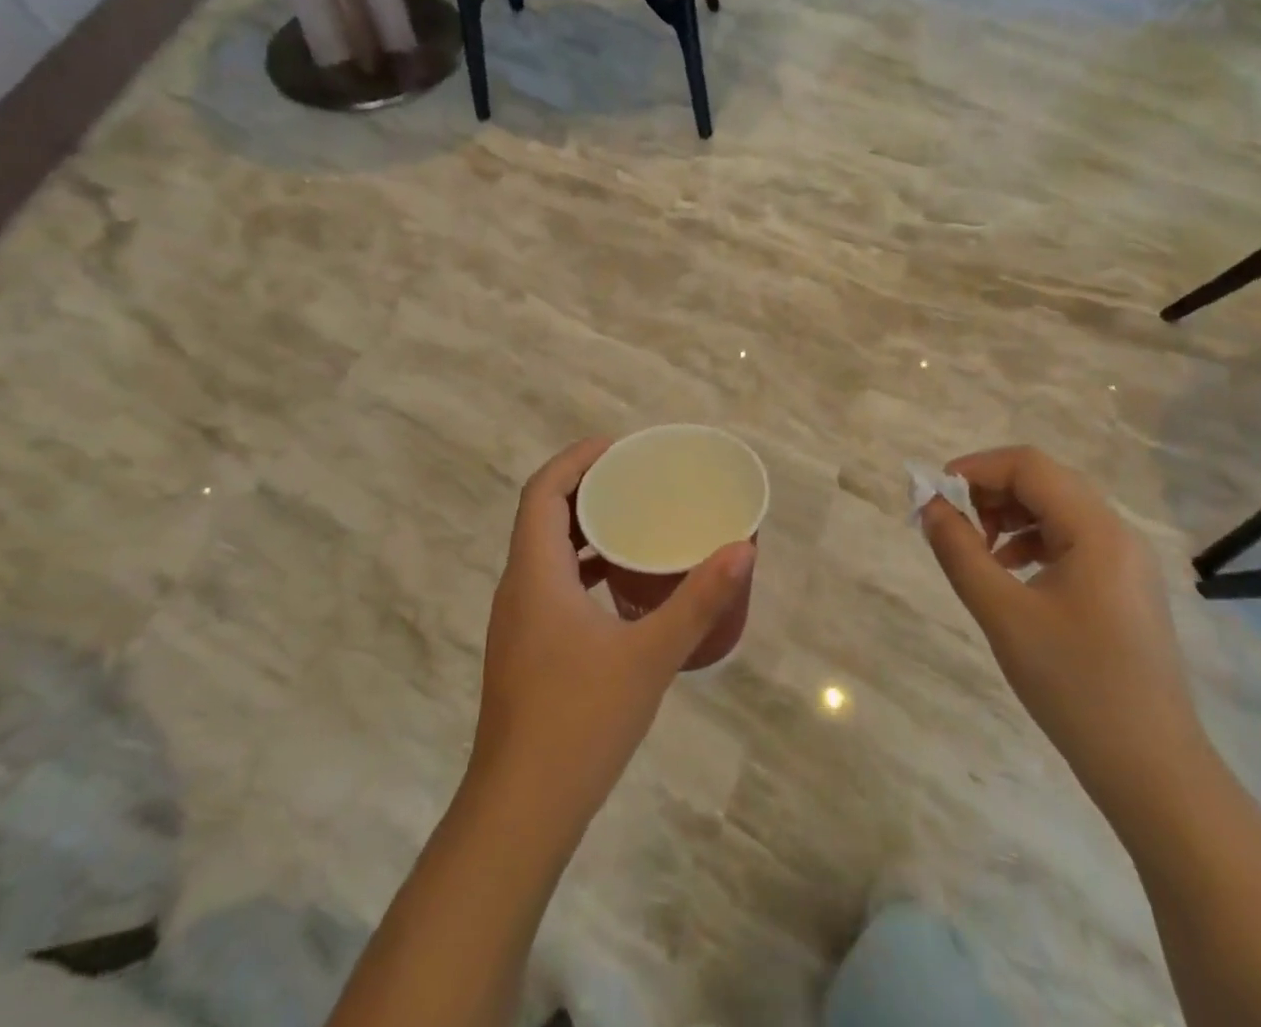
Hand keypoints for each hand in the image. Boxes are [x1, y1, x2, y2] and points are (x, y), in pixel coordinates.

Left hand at [470, 439, 755, 824]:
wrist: (520, 812)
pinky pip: (549, 584)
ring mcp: (517, 623)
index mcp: (535, 574)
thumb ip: (698, 600)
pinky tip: (619, 587)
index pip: (542, 492)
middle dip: (584, 488)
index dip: (574, 459)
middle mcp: (517, 589)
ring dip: (582, 528)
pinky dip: (581, 567)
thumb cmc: (580, 721)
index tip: (616, 446)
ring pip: (544, 552)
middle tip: (634, 478)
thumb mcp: (650, 656)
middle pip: (541, 516)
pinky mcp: (524, 650)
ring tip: (632, 520)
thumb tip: (743, 549)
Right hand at [919, 447, 1207, 807]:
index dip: (975, 468)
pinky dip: (1030, 542)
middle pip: (1044, 481)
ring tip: (977, 551)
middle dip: (990, 491)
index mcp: (1097, 530)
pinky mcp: (1122, 587)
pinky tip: (1008, 574)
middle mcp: (1117, 533)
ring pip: (1056, 510)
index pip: (1029, 466)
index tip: (934, 493)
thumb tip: (929, 507)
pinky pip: (1069, 541)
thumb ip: (960, 552)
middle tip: (952, 523)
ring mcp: (1125, 561)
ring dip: (1009, 516)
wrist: (1152, 769)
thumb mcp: (1003, 615)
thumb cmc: (1076, 685)